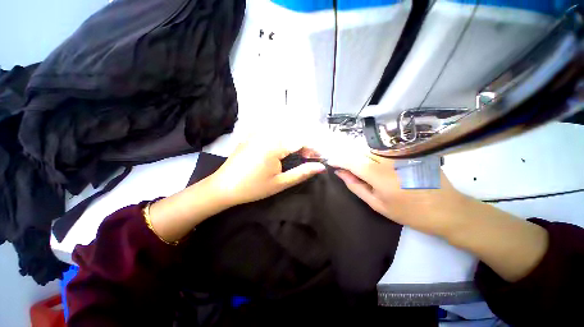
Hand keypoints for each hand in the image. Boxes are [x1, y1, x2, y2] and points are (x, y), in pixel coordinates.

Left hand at [208, 133, 325, 206]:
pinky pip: (271, 130)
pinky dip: (281, 136)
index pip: (300, 140)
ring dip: (293, 140)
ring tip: (296, 154)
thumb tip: (321, 167)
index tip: (316, 159)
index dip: (312, 148)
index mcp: (274, 146)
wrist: (223, 187)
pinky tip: (280, 147)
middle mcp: (266, 134)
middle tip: (306, 158)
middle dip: (304, 144)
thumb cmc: (253, 188)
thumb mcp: (280, 183)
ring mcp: (257, 133)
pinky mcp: (251, 135)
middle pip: (293, 133)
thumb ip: (302, 173)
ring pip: (282, 130)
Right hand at [328, 153, 469, 237]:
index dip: (338, 159)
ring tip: (352, 163)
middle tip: (340, 163)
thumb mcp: (377, 204)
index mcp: (380, 176)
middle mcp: (388, 160)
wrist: (448, 209)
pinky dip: (369, 153)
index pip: (351, 160)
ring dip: (356, 153)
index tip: (330, 161)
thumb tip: (340, 172)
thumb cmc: (410, 212)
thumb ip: (355, 186)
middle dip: (346, 155)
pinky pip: (381, 149)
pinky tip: (369, 161)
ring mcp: (399, 153)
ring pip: (369, 148)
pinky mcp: (407, 151)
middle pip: (359, 150)